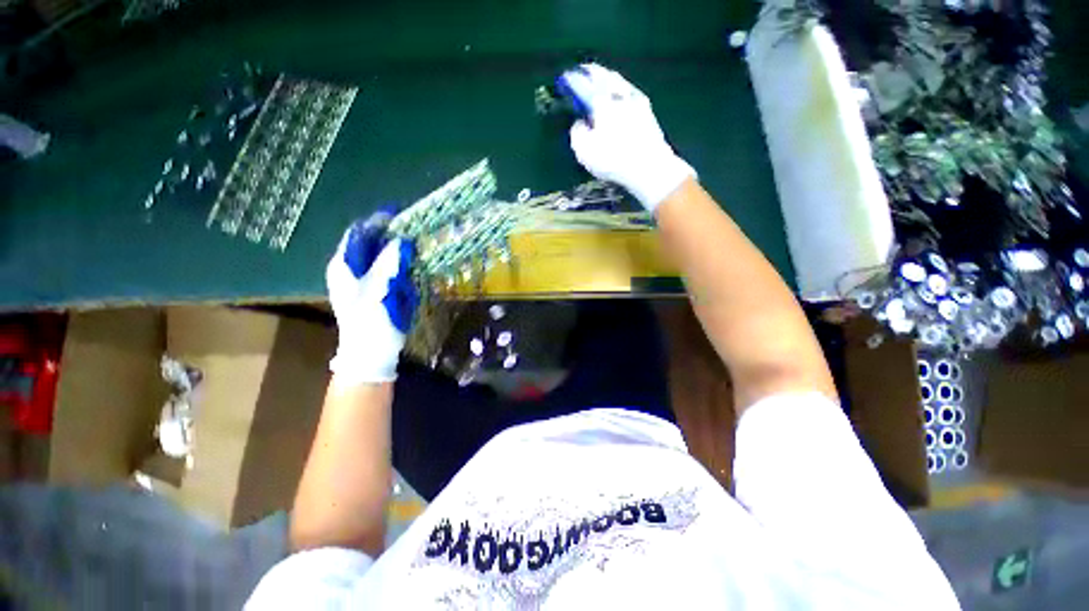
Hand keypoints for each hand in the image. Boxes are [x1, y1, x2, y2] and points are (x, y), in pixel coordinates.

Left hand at [326, 212, 417, 383]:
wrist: (371, 354)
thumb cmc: (370, 323)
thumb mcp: (379, 291)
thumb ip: (388, 263)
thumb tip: (401, 240)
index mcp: (343, 266)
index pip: (358, 232)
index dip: (378, 222)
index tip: (402, 216)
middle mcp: (350, 269)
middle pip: (370, 242)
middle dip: (391, 235)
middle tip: (414, 232)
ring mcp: (362, 280)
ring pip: (380, 255)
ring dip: (397, 250)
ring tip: (416, 246)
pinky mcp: (375, 290)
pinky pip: (388, 270)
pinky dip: (400, 265)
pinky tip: (412, 267)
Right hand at [559, 63, 695, 211]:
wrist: (649, 166)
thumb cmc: (613, 160)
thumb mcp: (584, 151)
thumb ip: (577, 133)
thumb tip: (580, 122)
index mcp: (600, 101)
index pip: (582, 84)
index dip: (572, 80)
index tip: (565, 79)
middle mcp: (618, 94)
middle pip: (603, 75)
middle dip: (591, 71)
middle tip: (582, 70)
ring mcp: (636, 100)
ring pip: (619, 81)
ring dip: (608, 77)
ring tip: (601, 78)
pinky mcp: (647, 111)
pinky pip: (630, 91)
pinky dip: (621, 89)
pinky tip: (620, 94)